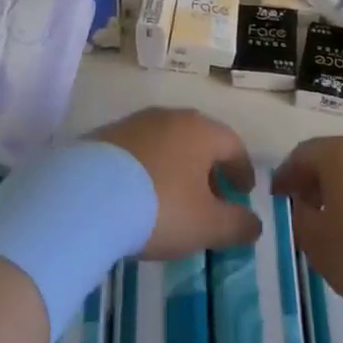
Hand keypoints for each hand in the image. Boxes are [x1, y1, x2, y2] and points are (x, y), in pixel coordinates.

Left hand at [87, 108, 261, 258]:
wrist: (87, 196)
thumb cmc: (160, 207)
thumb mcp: (206, 225)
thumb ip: (237, 224)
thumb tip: (255, 223)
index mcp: (201, 130)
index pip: (233, 144)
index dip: (243, 170)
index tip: (244, 192)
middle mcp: (170, 116)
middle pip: (199, 139)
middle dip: (209, 167)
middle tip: (211, 197)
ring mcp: (135, 122)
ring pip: (167, 142)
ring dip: (177, 166)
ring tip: (174, 198)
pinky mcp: (106, 135)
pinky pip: (138, 150)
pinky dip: (148, 168)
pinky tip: (139, 193)